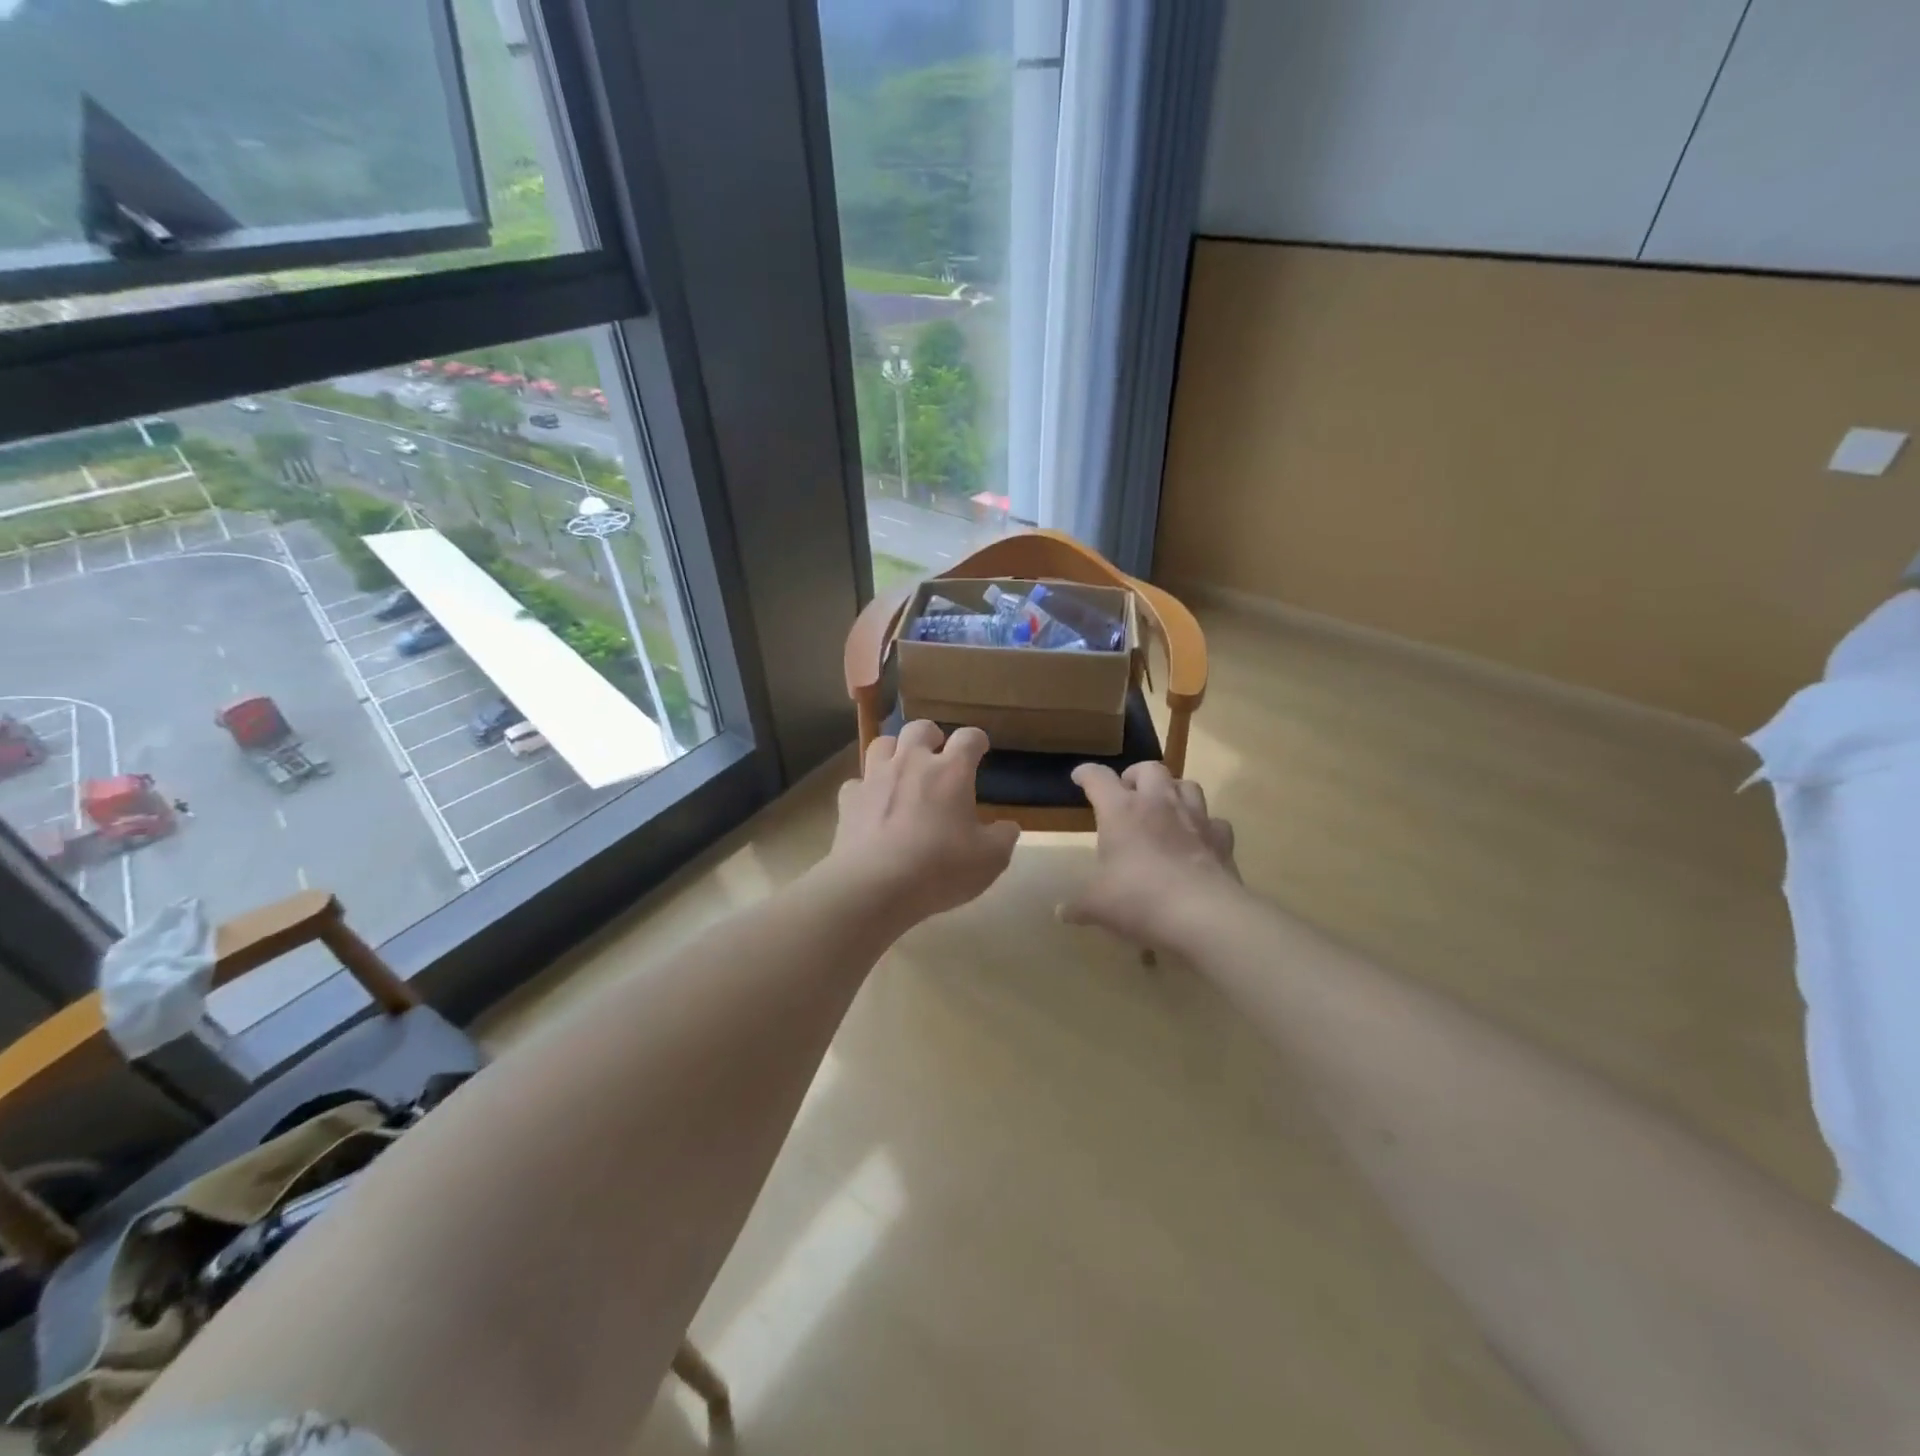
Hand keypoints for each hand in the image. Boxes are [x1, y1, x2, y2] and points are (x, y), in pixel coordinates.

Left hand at [826, 722, 1019, 927]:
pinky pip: (857, 782)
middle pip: (920, 729)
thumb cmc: (940, 868)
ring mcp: (875, 778)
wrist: (875, 885)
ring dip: (895, 750)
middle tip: (938, 751)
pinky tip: (871, 803)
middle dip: (931, 735)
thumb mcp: (989, 860)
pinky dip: (866, 788)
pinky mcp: (849, 800)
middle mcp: (912, 763)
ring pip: (883, 743)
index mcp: (951, 771)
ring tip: (902, 766)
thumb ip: (1003, 838)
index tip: (980, 747)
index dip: (976, 739)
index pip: (968, 738)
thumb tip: (1008, 827)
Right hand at [1062, 762, 1240, 949]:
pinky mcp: (1222, 838)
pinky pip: (1214, 821)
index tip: (1080, 777)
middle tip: (1127, 793)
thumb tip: (1063, 913)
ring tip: (1163, 808)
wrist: (1203, 915)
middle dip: (1135, 775)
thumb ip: (1078, 905)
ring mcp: (1195, 817)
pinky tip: (1197, 839)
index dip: (1086, 774)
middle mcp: (1158, 803)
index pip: (1098, 778)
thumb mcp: (1097, 905)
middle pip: (1149, 769)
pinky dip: (1204, 825)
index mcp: (1121, 810)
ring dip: (1172, 791)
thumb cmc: (1139, 899)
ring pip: (1186, 785)